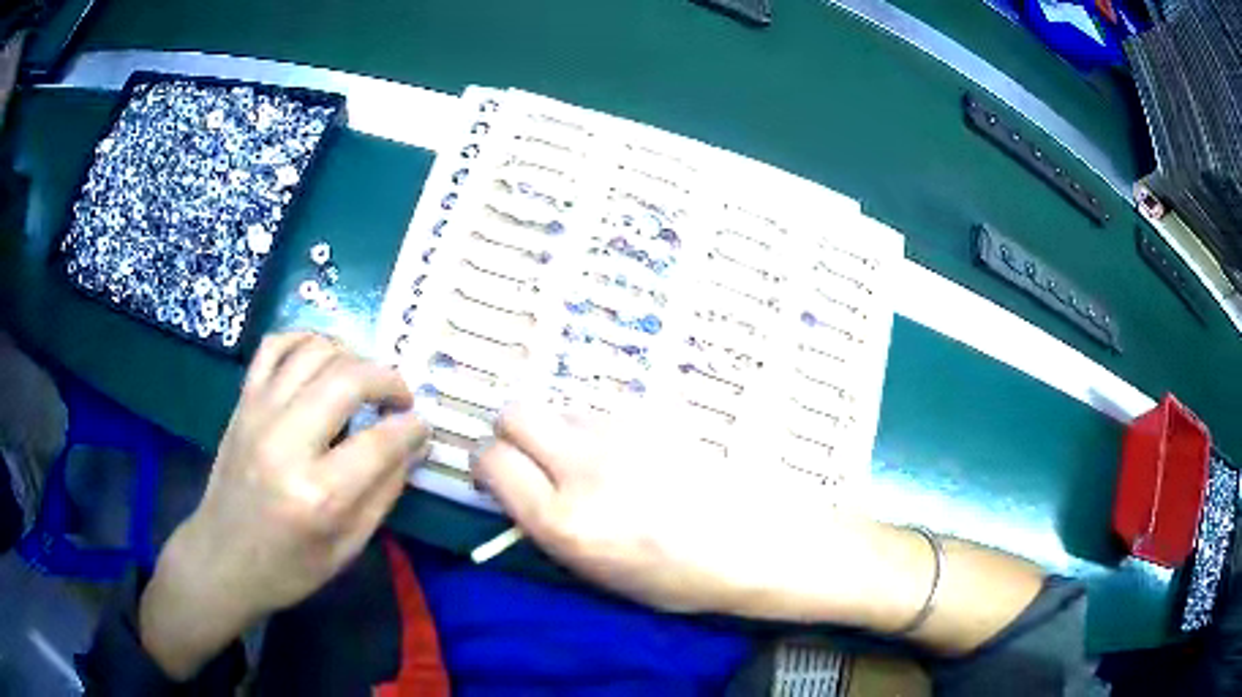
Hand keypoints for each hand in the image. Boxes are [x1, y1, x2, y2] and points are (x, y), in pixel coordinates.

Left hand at [140, 333, 428, 678]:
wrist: (222, 559)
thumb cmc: (289, 567)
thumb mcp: (348, 548)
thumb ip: (383, 493)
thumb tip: (411, 446)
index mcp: (318, 495)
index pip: (381, 441)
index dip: (412, 428)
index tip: (423, 426)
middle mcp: (285, 443)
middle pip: (348, 379)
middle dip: (388, 380)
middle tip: (401, 398)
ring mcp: (258, 414)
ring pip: (315, 351)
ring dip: (352, 356)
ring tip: (363, 381)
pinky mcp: (242, 402)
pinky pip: (275, 346)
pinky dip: (305, 340)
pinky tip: (322, 359)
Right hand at [473, 404, 1044, 653]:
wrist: (770, 544)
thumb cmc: (690, 580)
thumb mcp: (607, 578)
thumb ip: (555, 529)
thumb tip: (526, 493)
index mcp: (566, 523)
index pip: (490, 461)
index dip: (488, 465)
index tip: (501, 475)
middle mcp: (585, 467)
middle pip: (515, 411)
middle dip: (513, 431)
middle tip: (536, 456)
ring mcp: (625, 431)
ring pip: (565, 407)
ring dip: (568, 430)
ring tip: (605, 462)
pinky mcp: (660, 411)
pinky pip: (610, 409)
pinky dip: (609, 427)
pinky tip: (644, 452)